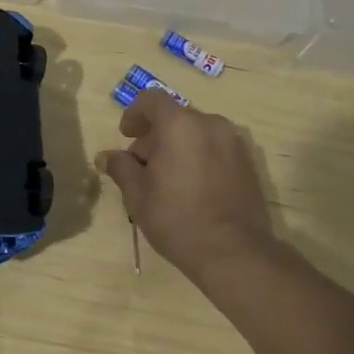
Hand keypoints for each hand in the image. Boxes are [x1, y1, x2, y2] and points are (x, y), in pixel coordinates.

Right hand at [100, 90, 273, 283]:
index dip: (135, 113)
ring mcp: (233, 142)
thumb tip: (106, 157)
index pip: (152, 99)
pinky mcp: (248, 162)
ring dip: (178, 145)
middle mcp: (209, 124)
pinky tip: (192, 187)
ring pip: (196, 132)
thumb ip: (120, 168)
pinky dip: (199, 155)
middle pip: (175, 116)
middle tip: (142, 166)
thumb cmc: (178, 220)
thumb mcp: (138, 195)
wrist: (235, 254)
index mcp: (180, 125)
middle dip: (155, 135)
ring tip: (168, 179)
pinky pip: (215, 147)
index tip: (126, 135)